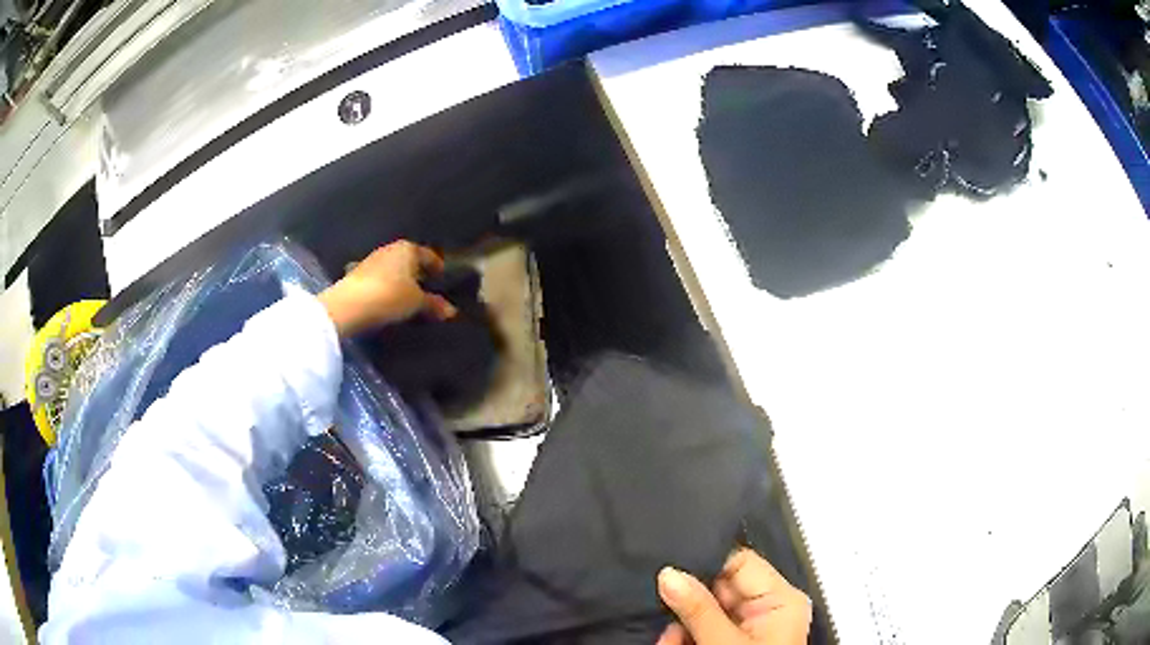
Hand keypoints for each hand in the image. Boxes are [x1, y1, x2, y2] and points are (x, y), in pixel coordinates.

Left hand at [318, 240, 456, 337]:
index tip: (441, 276)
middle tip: (426, 287)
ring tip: (406, 296)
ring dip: (399, 279)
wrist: (349, 305)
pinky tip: (386, 300)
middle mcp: (389, 249)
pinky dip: (385, 286)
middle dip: (416, 272)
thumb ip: (434, 304)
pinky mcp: (356, 275)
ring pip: (392, 268)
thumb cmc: (390, 296)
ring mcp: (370, 260)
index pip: (428, 255)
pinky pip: (378, 279)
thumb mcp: (416, 303)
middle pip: (408, 260)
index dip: (436, 266)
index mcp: (407, 249)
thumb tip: (451, 311)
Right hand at [657, 549, 811, 644]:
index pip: (740, 563)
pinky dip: (682, 639)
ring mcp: (745, 628)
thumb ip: (698, 609)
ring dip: (678, 626)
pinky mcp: (727, 644)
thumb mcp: (724, 644)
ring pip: (702, 612)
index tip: (666, 566)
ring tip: (668, 642)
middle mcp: (764, 608)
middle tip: (656, 607)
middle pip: (718, 587)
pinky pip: (699, 631)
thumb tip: (667, 572)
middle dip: (685, 602)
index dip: (705, 562)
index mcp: (779, 599)